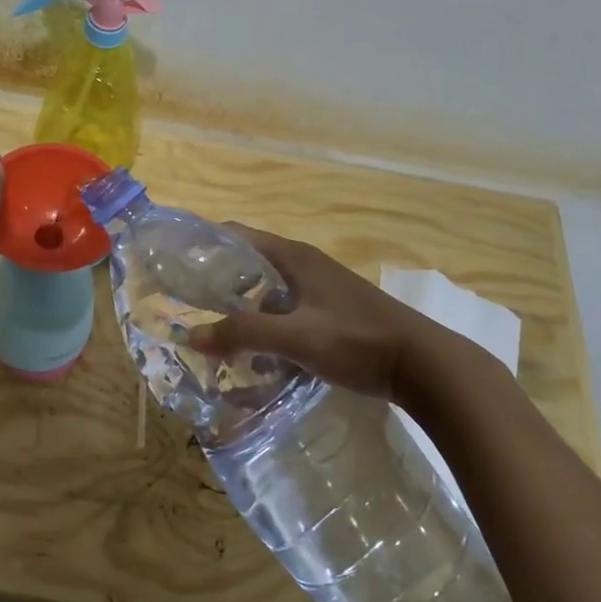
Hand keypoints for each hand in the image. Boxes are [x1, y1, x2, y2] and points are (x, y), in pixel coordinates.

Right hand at [188, 225, 471, 405]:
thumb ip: (244, 334)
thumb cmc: (357, 341)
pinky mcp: (333, 313)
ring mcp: (322, 289)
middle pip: (250, 263)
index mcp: (294, 257)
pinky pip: (286, 309)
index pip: (237, 235)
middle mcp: (306, 265)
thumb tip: (191, 335)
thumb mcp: (295, 337)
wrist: (425, 366)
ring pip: (268, 290)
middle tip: (186, 303)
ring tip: (212, 329)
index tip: (174, 262)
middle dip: (217, 280)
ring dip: (241, 305)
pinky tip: (255, 349)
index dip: (204, 243)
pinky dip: (265, 322)